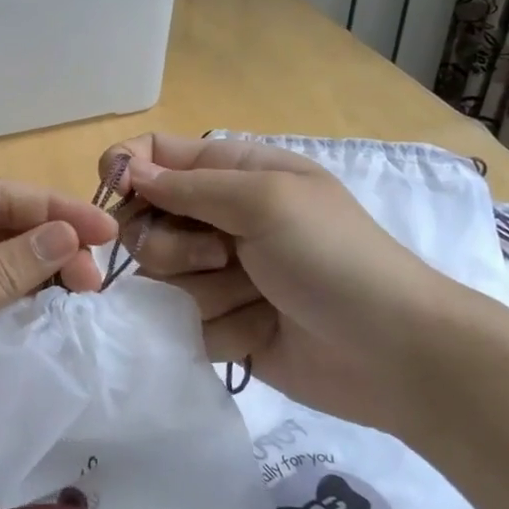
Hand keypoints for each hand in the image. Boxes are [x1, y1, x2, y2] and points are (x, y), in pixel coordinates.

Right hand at [103, 134, 479, 437]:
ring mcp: (218, 275)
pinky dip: (220, 329)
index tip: (116, 192)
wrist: (393, 354)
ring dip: (203, 292)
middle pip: (145, 222)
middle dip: (172, 245)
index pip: (157, 155)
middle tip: (219, 257)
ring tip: (254, 298)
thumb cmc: (333, 258)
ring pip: (159, 278)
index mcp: (234, 173)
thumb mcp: (266, 200)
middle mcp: (219, 220)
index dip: (127, 168)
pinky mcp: (219, 324)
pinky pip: (181, 323)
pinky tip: (260, 332)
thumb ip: (190, 185)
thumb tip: (126, 170)